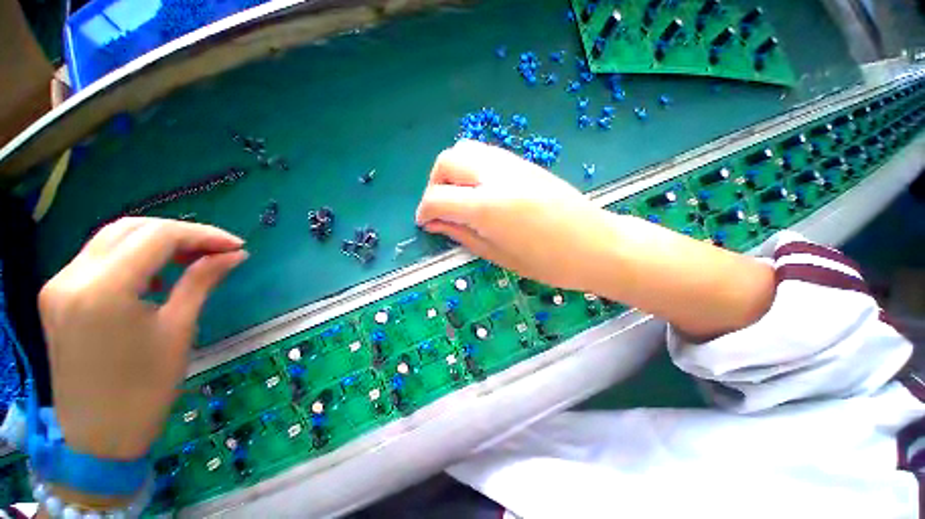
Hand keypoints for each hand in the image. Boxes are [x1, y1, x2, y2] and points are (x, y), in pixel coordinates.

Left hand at [38, 218, 247, 459]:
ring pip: (112, 237)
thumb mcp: (179, 330)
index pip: (158, 236)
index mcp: (104, 290)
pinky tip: (155, 274)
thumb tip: (235, 255)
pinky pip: (98, 257)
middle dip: (181, 233)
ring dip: (156, 240)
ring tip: (192, 257)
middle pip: (132, 228)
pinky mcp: (57, 295)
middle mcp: (72, 277)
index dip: (203, 234)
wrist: (98, 437)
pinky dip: (133, 255)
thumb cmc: (145, 389)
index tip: (236, 246)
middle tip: (218, 249)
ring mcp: (59, 284)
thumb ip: (202, 282)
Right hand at [415, 140, 607, 289]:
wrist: (595, 245)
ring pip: (465, 149)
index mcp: (486, 206)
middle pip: (447, 160)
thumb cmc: (546, 262)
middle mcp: (495, 176)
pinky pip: (485, 155)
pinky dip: (472, 169)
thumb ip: (461, 234)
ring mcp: (512, 164)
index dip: (424, 211)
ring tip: (459, 198)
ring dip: (452, 172)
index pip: (437, 197)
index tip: (425, 223)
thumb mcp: (496, 254)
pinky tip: (480, 191)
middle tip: (441, 208)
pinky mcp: (524, 163)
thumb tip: (433, 224)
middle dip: (435, 183)